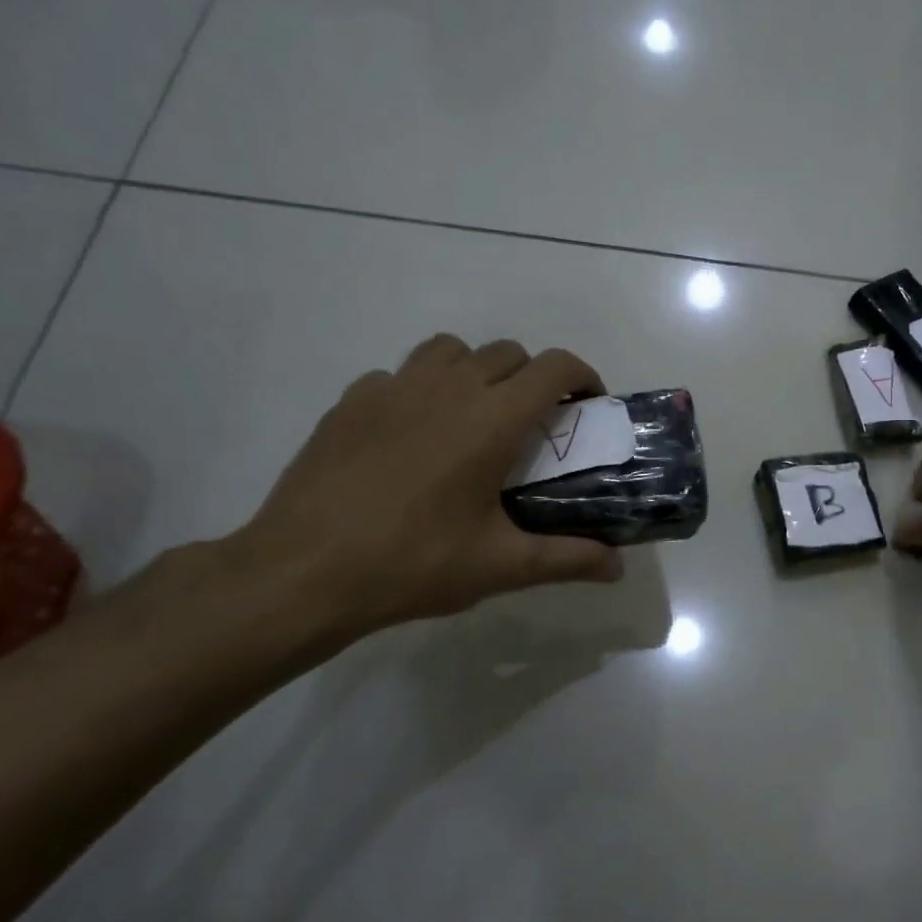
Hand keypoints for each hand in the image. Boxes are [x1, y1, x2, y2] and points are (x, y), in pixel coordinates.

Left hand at [232, 334, 623, 644]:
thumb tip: (618, 569)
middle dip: (533, 378)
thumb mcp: (500, 566)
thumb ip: (567, 559)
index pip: (553, 367)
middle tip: (534, 425)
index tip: (588, 404)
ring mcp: (392, 388)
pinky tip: (413, 435)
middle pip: (507, 352)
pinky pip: (400, 374)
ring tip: (475, 417)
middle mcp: (446, 388)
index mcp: (491, 419)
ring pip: (451, 350)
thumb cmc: (413, 564)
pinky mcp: (351, 401)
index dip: (582, 375)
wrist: (304, 572)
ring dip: (477, 370)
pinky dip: (421, 389)